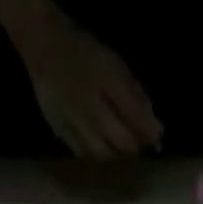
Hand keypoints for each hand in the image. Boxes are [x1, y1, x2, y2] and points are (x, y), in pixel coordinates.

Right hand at [19, 15, 162, 159]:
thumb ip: (137, 97)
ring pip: (104, 155)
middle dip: (133, 147)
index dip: (149, 135)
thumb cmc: (86, 53)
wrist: (45, 47)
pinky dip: (96, 156)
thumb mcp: (116, 66)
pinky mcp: (61, 133)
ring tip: (118, 147)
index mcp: (108, 82)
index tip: (156, 140)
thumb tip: (157, 131)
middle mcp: (92, 107)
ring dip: (115, 156)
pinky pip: (84, 155)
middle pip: (122, 144)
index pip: (137, 120)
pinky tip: (100, 148)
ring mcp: (75, 123)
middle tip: (136, 143)